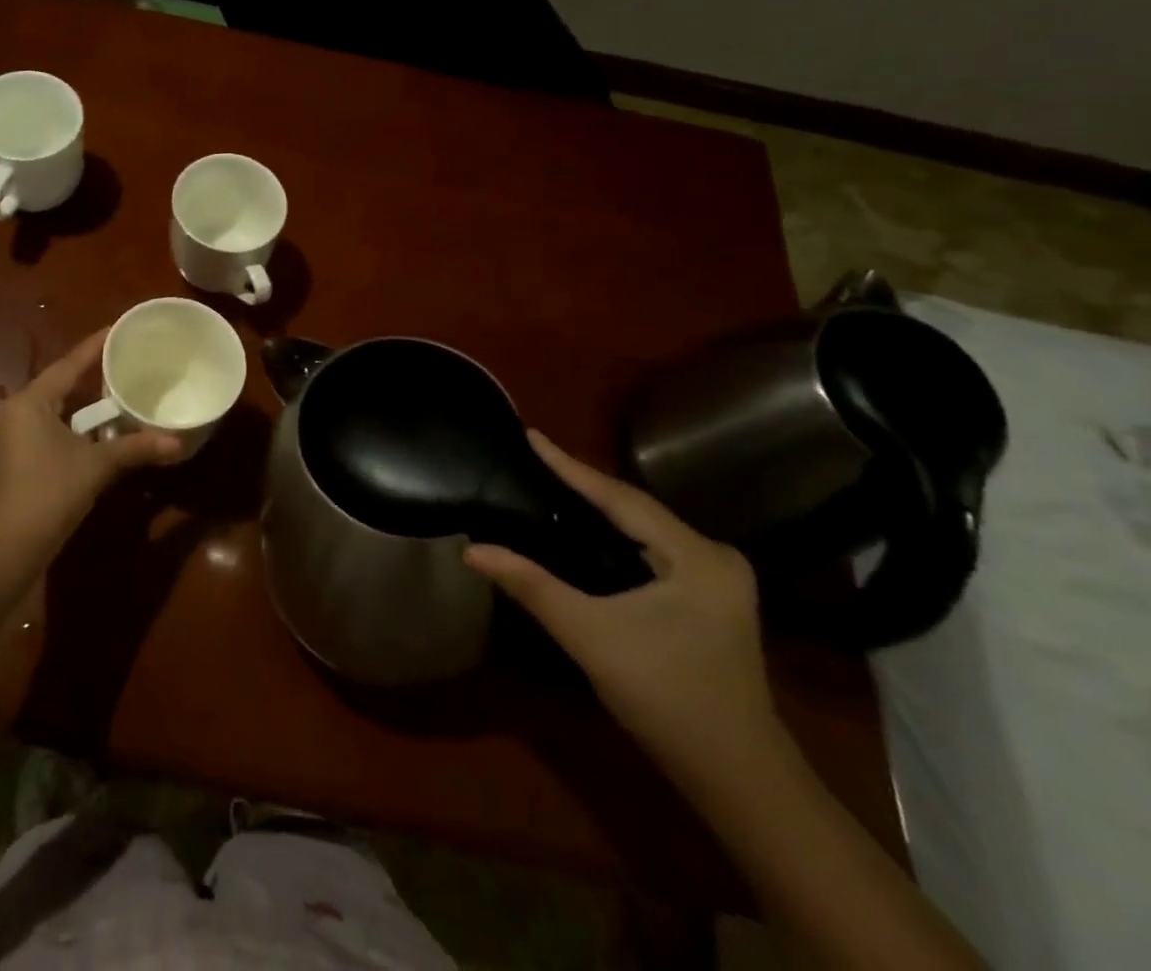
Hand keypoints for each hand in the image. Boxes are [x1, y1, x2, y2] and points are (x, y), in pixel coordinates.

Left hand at [0, 329, 180, 574]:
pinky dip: (66, 432)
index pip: (67, 365)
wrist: (0, 554)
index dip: (94, 347)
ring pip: (48, 415)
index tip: (116, 329)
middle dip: (89, 381)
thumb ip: (135, 449)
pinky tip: (89, 441)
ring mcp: (3, 442)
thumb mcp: (95, 467)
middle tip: (122, 367)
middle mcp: (10, 415)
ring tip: (112, 402)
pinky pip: (40, 435)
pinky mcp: (4, 466)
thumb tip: (178, 443)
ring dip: (78, 411)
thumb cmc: (46, 495)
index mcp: (28, 403)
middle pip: (56, 388)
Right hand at [465, 432, 780, 792]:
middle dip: (582, 484)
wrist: (737, 777)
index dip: (569, 466)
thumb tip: (472, 549)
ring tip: (549, 483)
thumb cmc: (665, 698)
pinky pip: (652, 547)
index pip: (619, 497)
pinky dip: (616, 535)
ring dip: (598, 509)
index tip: (531, 434)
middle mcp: (714, 555)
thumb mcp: (589, 634)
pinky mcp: (711, 596)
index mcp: (696, 556)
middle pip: (634, 508)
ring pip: (644, 528)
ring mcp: (718, 577)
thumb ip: (530, 585)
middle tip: (533, 457)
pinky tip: (585, 531)